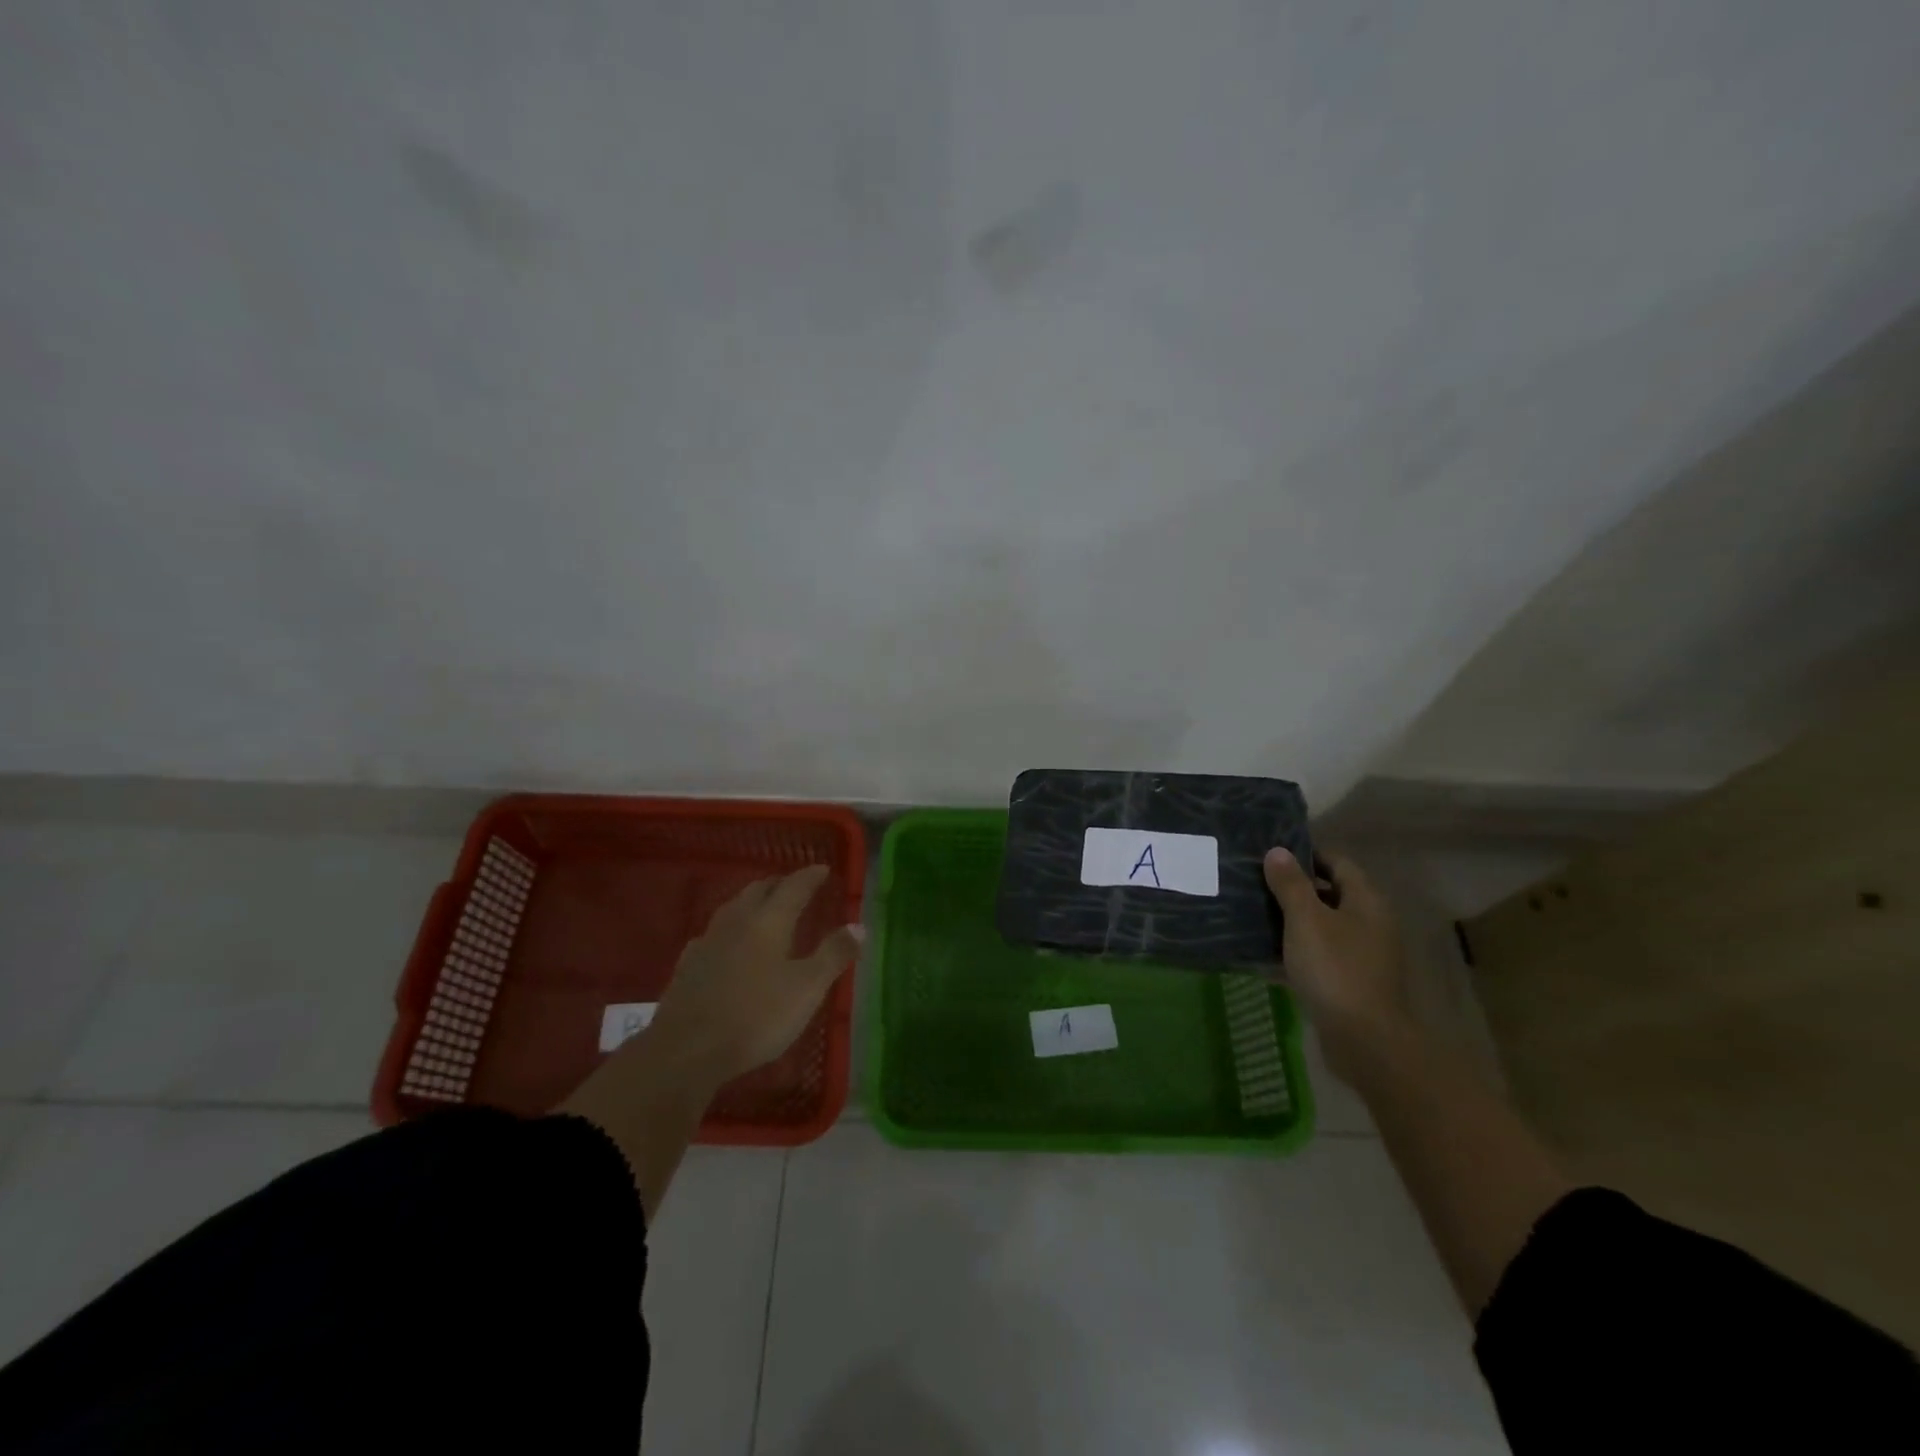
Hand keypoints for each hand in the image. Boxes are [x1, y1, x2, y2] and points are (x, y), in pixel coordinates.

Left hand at [645, 864, 862, 1086]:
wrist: (687, 1050)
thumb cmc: (756, 1016)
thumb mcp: (807, 988)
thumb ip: (833, 954)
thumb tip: (858, 926)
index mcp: (769, 921)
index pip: (793, 887)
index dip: (810, 876)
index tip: (823, 869)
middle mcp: (737, 921)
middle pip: (759, 891)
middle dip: (779, 884)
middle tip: (794, 885)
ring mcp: (708, 941)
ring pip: (733, 908)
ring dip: (752, 900)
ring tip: (763, 906)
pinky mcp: (688, 965)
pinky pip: (713, 933)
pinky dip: (729, 928)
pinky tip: (727, 942)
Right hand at [1263, 848, 1412, 1080]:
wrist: (1363, 1040)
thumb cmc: (1335, 969)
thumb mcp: (1306, 920)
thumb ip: (1290, 884)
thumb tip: (1277, 851)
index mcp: (1366, 901)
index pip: (1337, 862)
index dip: (1306, 855)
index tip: (1271, 855)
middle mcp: (1370, 923)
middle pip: (1330, 893)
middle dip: (1294, 887)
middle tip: (1255, 882)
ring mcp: (1362, 955)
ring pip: (1322, 925)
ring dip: (1292, 919)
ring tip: (1254, 913)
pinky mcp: (1350, 982)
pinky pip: (1319, 954)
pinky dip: (1296, 949)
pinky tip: (1266, 952)